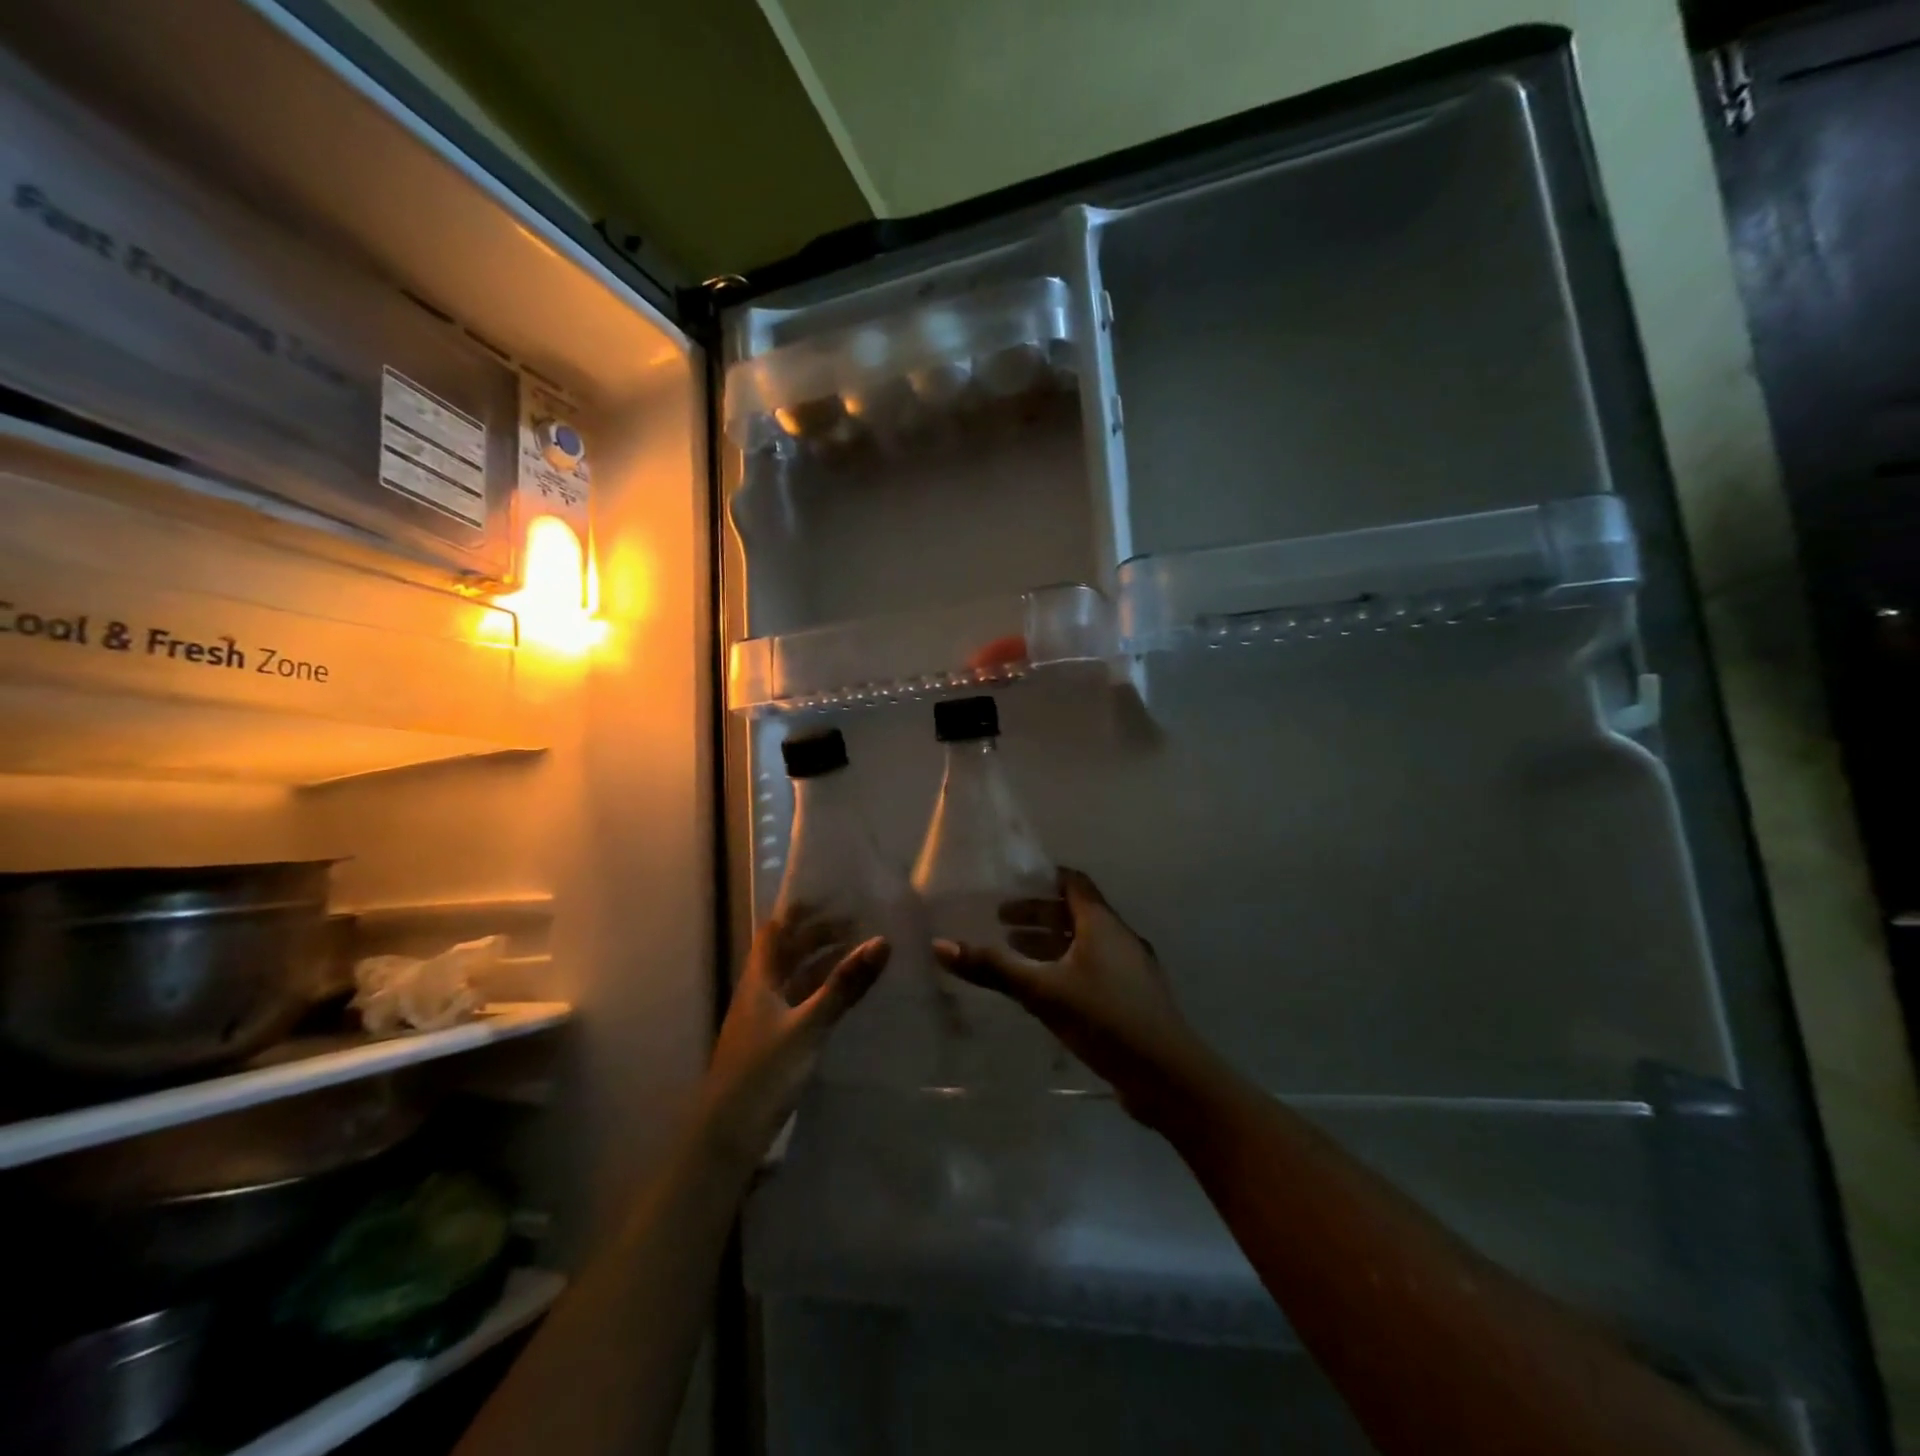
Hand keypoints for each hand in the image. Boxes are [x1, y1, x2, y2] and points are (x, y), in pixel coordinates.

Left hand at [700, 905, 888, 1163]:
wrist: (727, 1137)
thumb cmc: (764, 1073)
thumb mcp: (809, 1026)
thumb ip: (844, 985)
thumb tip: (882, 940)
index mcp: (760, 979)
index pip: (776, 931)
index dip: (800, 911)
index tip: (833, 896)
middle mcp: (760, 993)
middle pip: (788, 953)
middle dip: (819, 935)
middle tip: (859, 924)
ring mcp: (765, 1020)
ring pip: (796, 980)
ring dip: (822, 964)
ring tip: (859, 954)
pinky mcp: (774, 1045)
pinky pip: (801, 1005)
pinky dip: (822, 993)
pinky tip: (844, 998)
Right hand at [934, 868, 1216, 1124]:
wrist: (1168, 1075)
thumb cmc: (1105, 1018)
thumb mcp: (1042, 991)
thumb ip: (993, 968)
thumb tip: (940, 944)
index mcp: (1102, 924)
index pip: (1073, 883)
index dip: (1044, 879)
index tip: (1012, 883)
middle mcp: (1119, 937)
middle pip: (1076, 913)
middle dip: (1038, 916)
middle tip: (1001, 923)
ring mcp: (1132, 969)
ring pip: (1086, 943)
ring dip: (1052, 943)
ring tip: (1017, 954)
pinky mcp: (1134, 998)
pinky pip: (1095, 968)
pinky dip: (1068, 967)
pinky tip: (1048, 991)